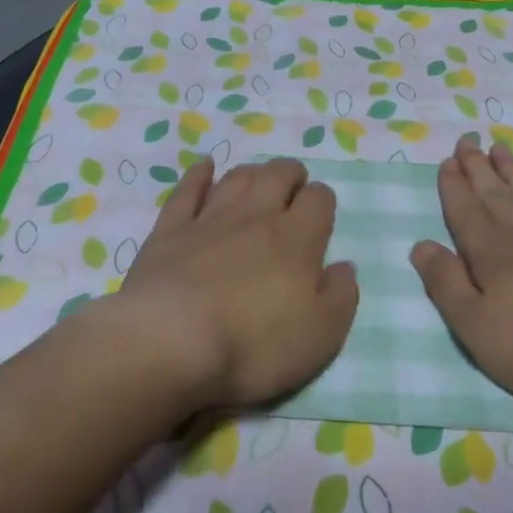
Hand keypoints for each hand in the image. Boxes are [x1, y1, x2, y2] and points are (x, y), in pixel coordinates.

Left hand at [108, 156, 358, 409]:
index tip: (321, 214)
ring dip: (252, 173)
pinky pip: (187, 191)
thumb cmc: (254, 345)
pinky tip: (204, 168)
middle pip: (278, 176)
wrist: (170, 342)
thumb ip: (341, 296)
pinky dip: (198, 176)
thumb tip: (344, 267)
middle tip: (293, 185)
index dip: (323, 201)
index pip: (318, 200)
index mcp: (297, 239)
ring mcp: (208, 220)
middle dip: (290, 175)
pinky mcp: (169, 232)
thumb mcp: (321, 335)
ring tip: (258, 179)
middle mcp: (255, 218)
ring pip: (237, 178)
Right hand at [411, 136, 512, 407]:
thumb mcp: (477, 327)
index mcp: (491, 252)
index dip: (453, 186)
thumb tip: (421, 246)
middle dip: (477, 167)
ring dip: (512, 169)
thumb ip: (446, 284)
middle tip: (467, 140)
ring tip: (499, 147)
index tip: (446, 161)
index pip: (465, 211)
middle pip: (494, 193)